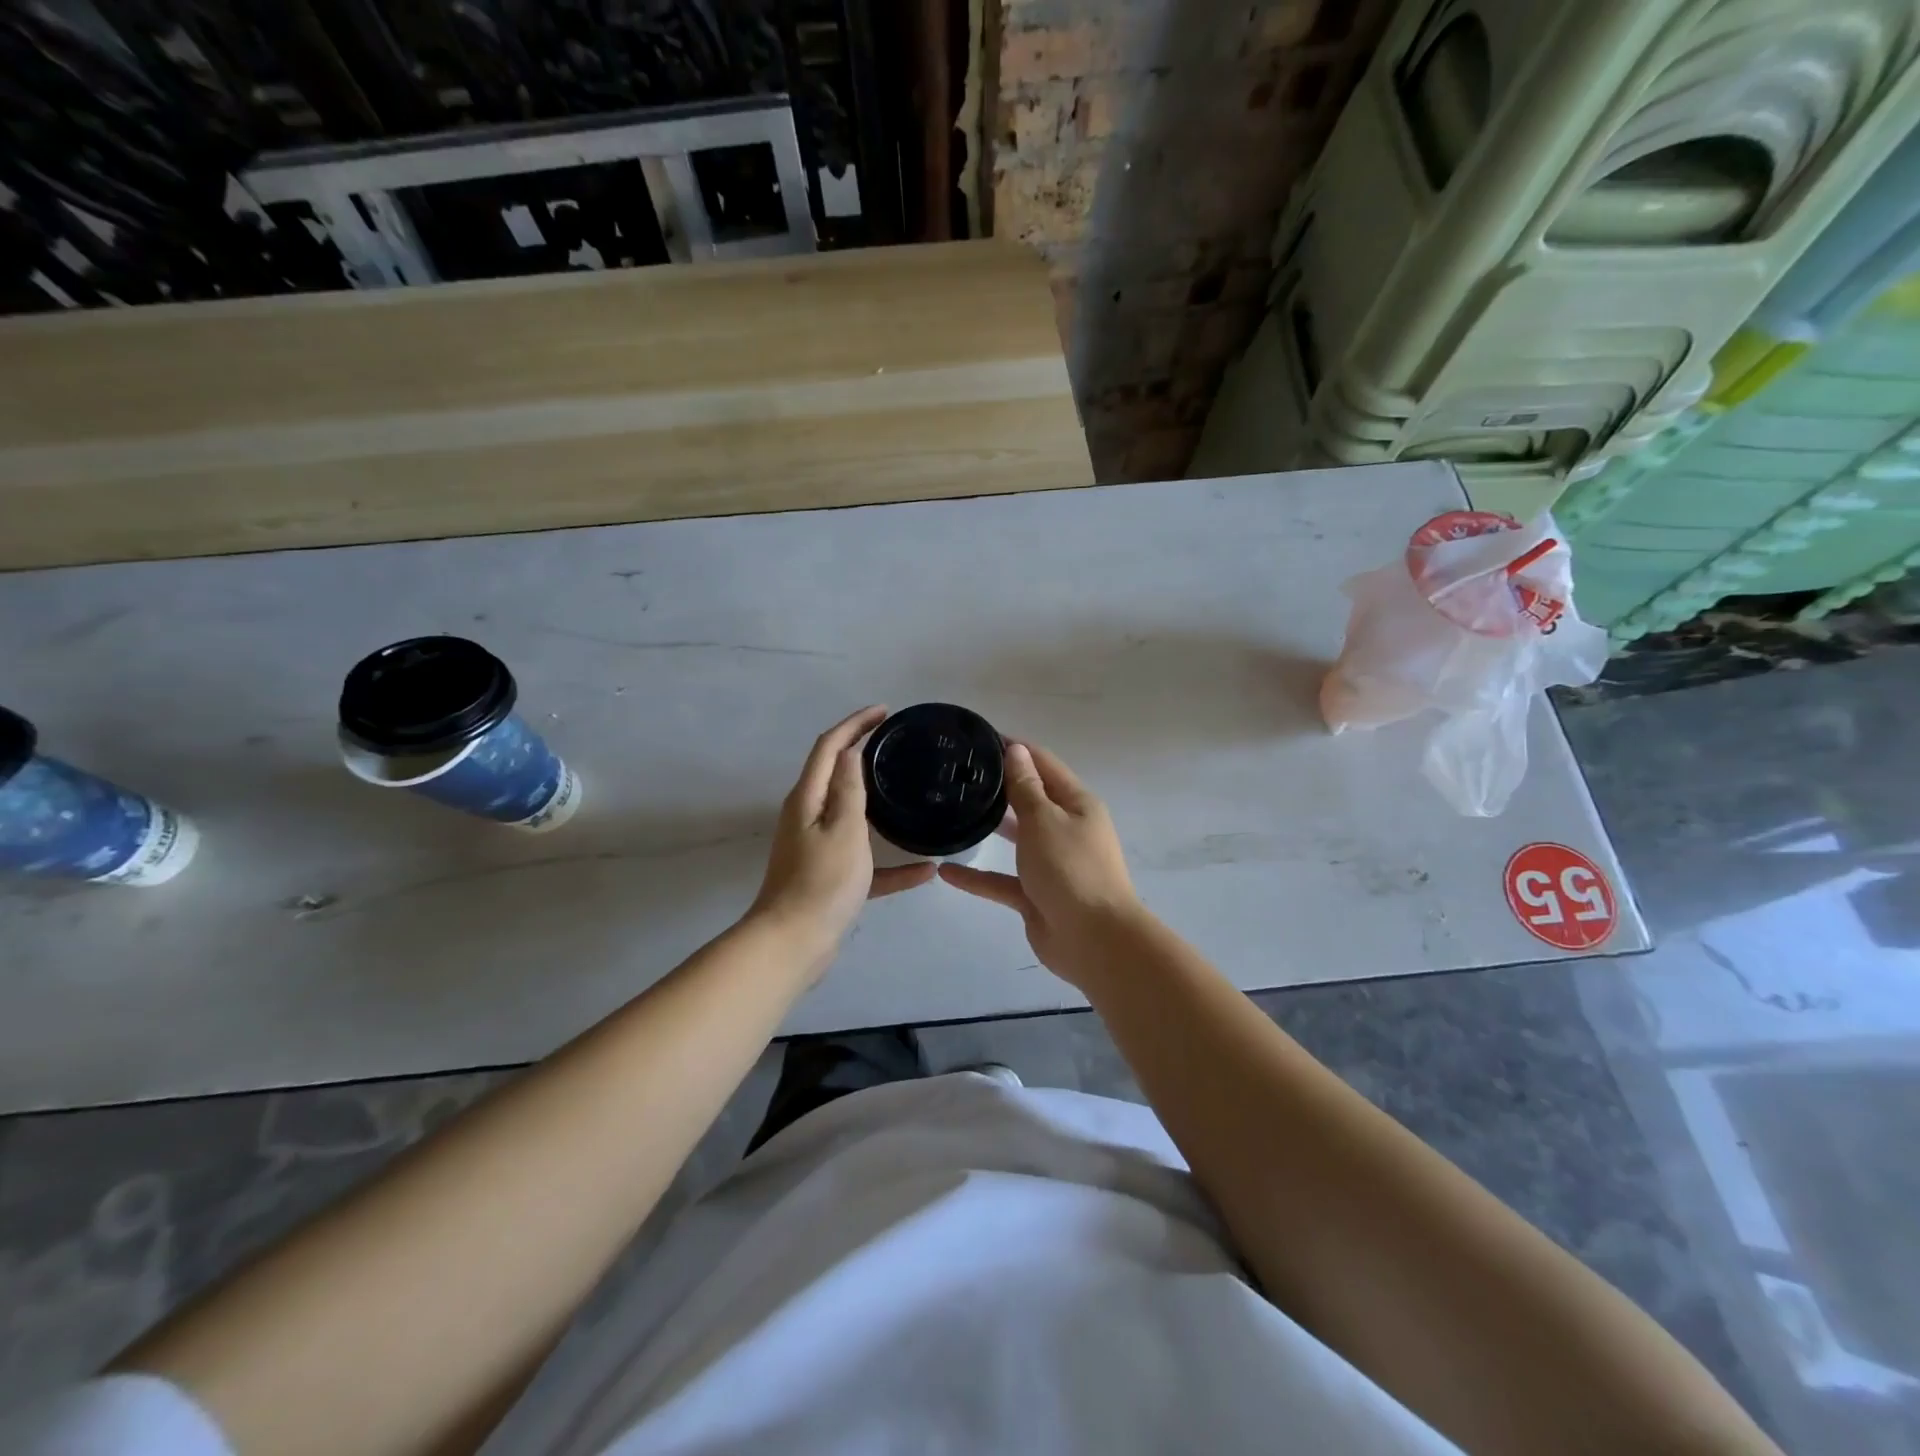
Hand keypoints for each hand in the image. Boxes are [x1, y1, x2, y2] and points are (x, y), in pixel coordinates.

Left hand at [749, 706, 934, 974]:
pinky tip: (925, 871)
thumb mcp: (843, 829)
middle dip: (862, 753)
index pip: (829, 747)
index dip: (854, 724)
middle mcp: (808, 817)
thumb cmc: (821, 882)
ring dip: (877, 803)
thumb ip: (848, 789)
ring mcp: (818, 848)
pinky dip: (891, 864)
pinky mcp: (830, 877)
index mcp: (808, 799)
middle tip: (896, 745)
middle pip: (836, 775)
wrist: (793, 944)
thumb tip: (850, 751)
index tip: (884, 712)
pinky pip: (866, 862)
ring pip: (852, 816)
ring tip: (908, 792)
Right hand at [939, 741, 1142, 987]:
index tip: (979, 739)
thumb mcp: (1044, 820)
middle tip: (957, 774)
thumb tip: (1016, 750)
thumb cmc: (1071, 869)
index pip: (1043, 764)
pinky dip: (977, 876)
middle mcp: (1065, 829)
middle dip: (999, 786)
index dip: (1015, 749)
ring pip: (1017, 838)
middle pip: (1030, 799)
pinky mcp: (1036, 895)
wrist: (1094, 940)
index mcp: (1076, 804)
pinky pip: (1002, 880)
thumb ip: (1025, 787)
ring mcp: (1051, 864)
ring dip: (990, 827)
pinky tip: (946, 871)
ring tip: (952, 811)